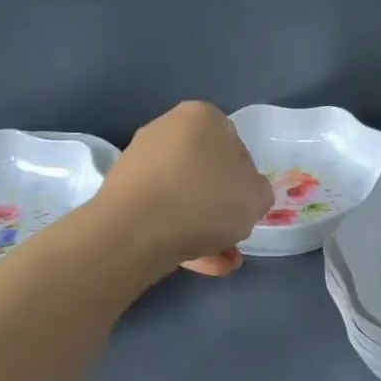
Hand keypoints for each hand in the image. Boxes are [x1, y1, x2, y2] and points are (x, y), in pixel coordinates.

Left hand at [100, 103, 273, 276]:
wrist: (136, 231)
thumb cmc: (206, 201)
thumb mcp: (256, 197)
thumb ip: (258, 191)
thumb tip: (245, 193)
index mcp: (201, 116)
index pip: (235, 144)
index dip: (246, 177)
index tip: (247, 204)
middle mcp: (166, 129)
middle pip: (205, 171)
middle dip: (221, 205)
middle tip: (234, 234)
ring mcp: (139, 161)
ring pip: (183, 196)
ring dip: (203, 226)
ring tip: (220, 260)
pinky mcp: (122, 193)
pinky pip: (161, 212)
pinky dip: (179, 234)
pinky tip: (196, 263)